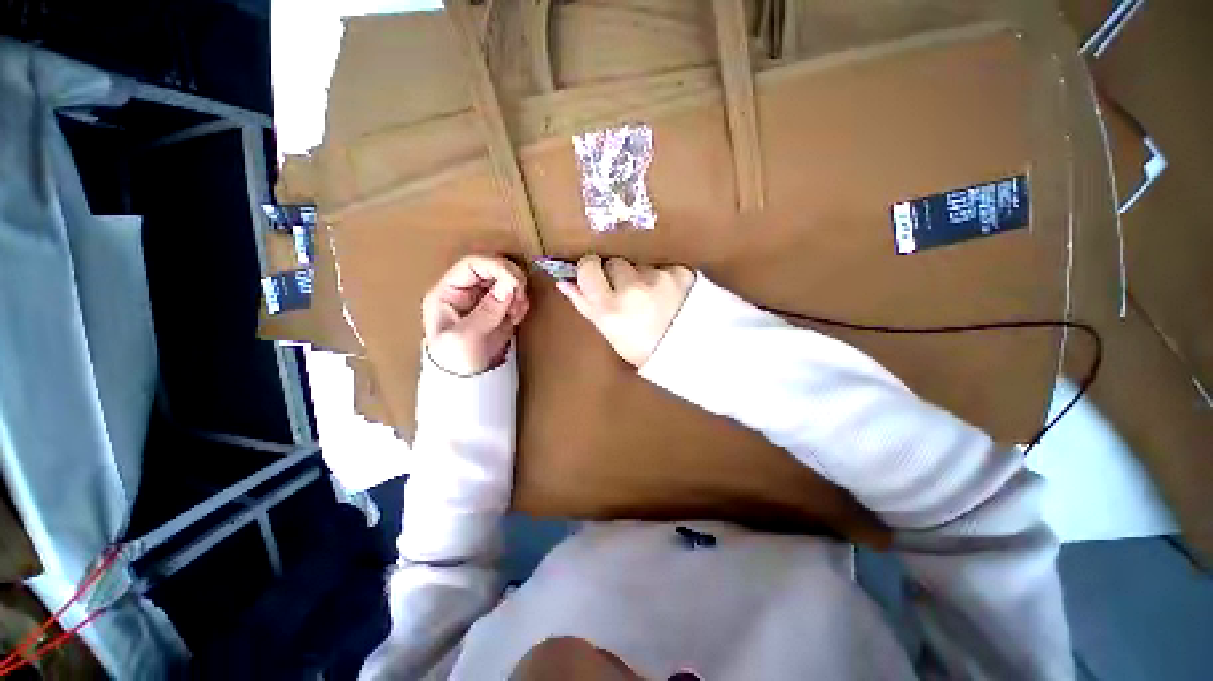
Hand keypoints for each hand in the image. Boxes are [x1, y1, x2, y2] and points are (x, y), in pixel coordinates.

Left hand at [423, 255, 529, 375]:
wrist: (468, 381)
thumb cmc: (456, 360)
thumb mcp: (467, 336)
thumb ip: (488, 310)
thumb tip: (510, 286)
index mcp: (449, 292)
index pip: (472, 265)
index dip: (496, 267)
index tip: (515, 281)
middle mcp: (466, 291)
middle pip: (493, 269)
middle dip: (511, 280)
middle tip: (520, 297)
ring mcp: (484, 299)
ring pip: (507, 280)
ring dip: (518, 293)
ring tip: (515, 313)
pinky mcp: (499, 309)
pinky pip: (515, 296)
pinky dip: (521, 303)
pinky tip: (516, 317)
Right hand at [555, 255, 694, 366]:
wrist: (688, 352)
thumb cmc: (641, 348)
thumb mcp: (609, 331)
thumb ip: (585, 305)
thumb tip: (564, 283)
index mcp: (610, 307)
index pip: (588, 267)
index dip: (591, 269)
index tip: (596, 275)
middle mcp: (632, 288)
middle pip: (615, 263)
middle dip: (618, 275)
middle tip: (630, 296)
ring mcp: (659, 278)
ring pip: (640, 265)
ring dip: (643, 277)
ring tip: (653, 299)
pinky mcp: (681, 273)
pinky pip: (664, 267)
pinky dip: (664, 278)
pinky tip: (671, 296)